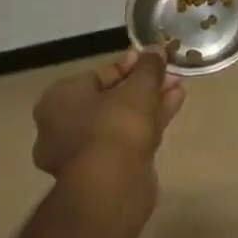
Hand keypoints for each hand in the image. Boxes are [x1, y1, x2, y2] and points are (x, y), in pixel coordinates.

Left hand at [32, 48, 184, 180]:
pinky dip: (148, 123)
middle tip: (169, 74)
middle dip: (143, 86)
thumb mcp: (138, 87)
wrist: (111, 188)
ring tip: (178, 87)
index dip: (132, 65)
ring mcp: (81, 152)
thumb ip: (149, 66)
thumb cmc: (115, 127)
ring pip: (120, 120)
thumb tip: (157, 49)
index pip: (100, 74)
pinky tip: (174, 106)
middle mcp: (62, 125)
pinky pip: (125, 139)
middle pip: (111, 97)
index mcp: (59, 99)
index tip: (154, 60)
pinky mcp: (100, 172)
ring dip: (150, 103)